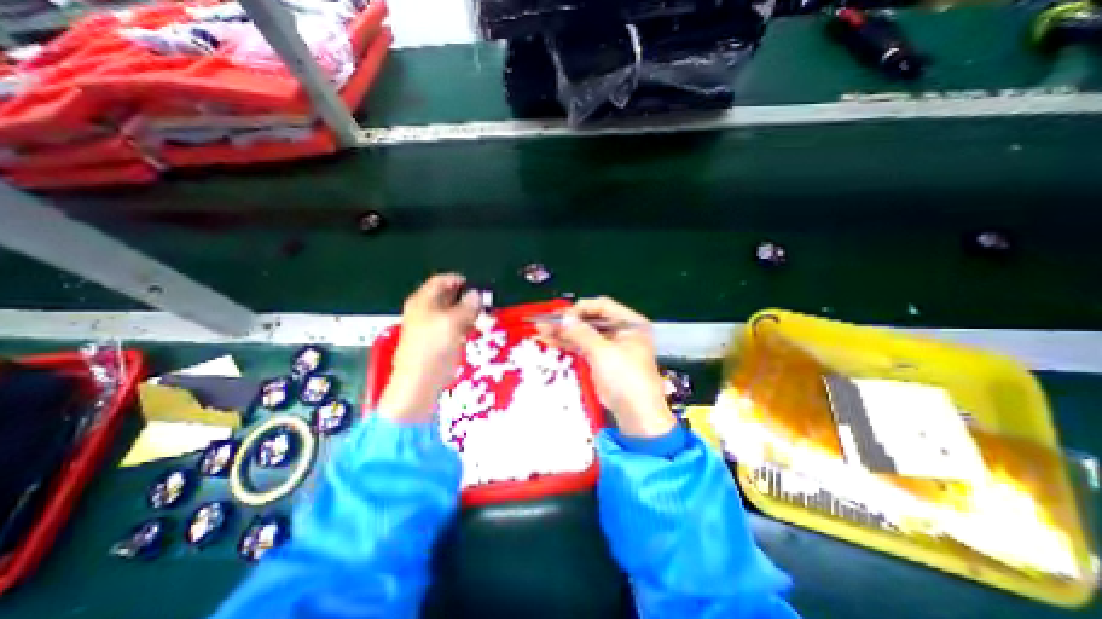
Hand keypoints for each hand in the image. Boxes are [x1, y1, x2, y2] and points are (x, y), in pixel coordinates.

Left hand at [380, 274, 481, 421]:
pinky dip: (467, 324)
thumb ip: (467, 306)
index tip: (478, 284)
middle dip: (467, 297)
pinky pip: (456, 326)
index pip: (441, 281)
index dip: (459, 280)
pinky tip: (477, 328)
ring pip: (454, 312)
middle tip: (485, 300)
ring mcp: (433, 326)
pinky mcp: (440, 340)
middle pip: (448, 296)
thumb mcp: (452, 322)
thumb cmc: (432, 348)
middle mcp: (426, 310)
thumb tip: (477, 294)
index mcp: (423, 301)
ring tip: (485, 314)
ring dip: (469, 311)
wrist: (420, 382)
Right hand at [540, 297, 676, 438]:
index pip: (603, 306)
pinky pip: (584, 346)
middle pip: (592, 319)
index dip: (581, 309)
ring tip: (541, 330)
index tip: (561, 316)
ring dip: (565, 332)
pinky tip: (551, 340)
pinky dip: (568, 344)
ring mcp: (611, 345)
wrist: (637, 415)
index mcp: (631, 323)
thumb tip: (564, 318)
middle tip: (545, 321)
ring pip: (585, 333)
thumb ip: (582, 333)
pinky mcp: (602, 360)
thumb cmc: (626, 379)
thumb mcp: (603, 353)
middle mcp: (622, 330)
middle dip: (569, 321)